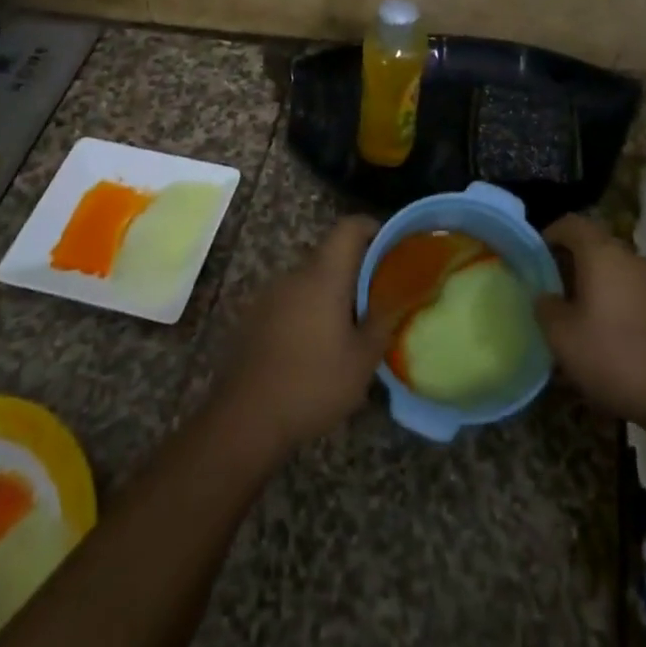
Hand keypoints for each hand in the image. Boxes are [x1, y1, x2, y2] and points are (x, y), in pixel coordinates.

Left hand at [211, 216, 392, 457]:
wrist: (245, 419)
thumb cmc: (312, 384)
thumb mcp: (362, 360)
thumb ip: (384, 322)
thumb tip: (400, 298)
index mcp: (324, 275)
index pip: (349, 227)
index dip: (372, 228)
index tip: (391, 248)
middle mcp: (295, 275)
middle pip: (330, 255)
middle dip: (355, 270)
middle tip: (377, 298)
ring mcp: (270, 295)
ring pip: (309, 280)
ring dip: (331, 294)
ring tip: (349, 328)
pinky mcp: (254, 318)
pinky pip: (290, 301)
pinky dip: (308, 312)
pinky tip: (315, 348)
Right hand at [534, 214, 645, 435]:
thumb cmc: (612, 355)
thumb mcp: (561, 335)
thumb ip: (545, 306)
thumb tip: (545, 296)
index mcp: (600, 252)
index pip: (570, 223)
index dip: (548, 235)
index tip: (533, 259)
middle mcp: (627, 256)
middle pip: (592, 244)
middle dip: (568, 261)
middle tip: (548, 288)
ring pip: (610, 268)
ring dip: (589, 282)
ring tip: (571, 313)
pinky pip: (626, 289)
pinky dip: (609, 299)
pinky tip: (599, 331)